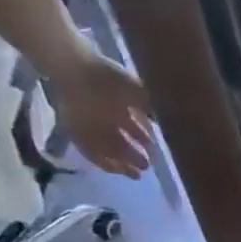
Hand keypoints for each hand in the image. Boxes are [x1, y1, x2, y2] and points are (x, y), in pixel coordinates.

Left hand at [46, 44, 153, 176]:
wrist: (75, 68)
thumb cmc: (110, 78)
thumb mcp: (140, 92)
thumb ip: (154, 109)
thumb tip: (168, 124)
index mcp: (121, 107)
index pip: (136, 129)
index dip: (147, 143)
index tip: (157, 154)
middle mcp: (106, 117)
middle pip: (123, 142)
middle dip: (136, 156)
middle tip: (148, 167)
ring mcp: (89, 124)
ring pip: (108, 149)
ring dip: (122, 162)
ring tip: (136, 173)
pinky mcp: (72, 130)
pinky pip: (89, 150)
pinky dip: (103, 161)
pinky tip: (116, 169)